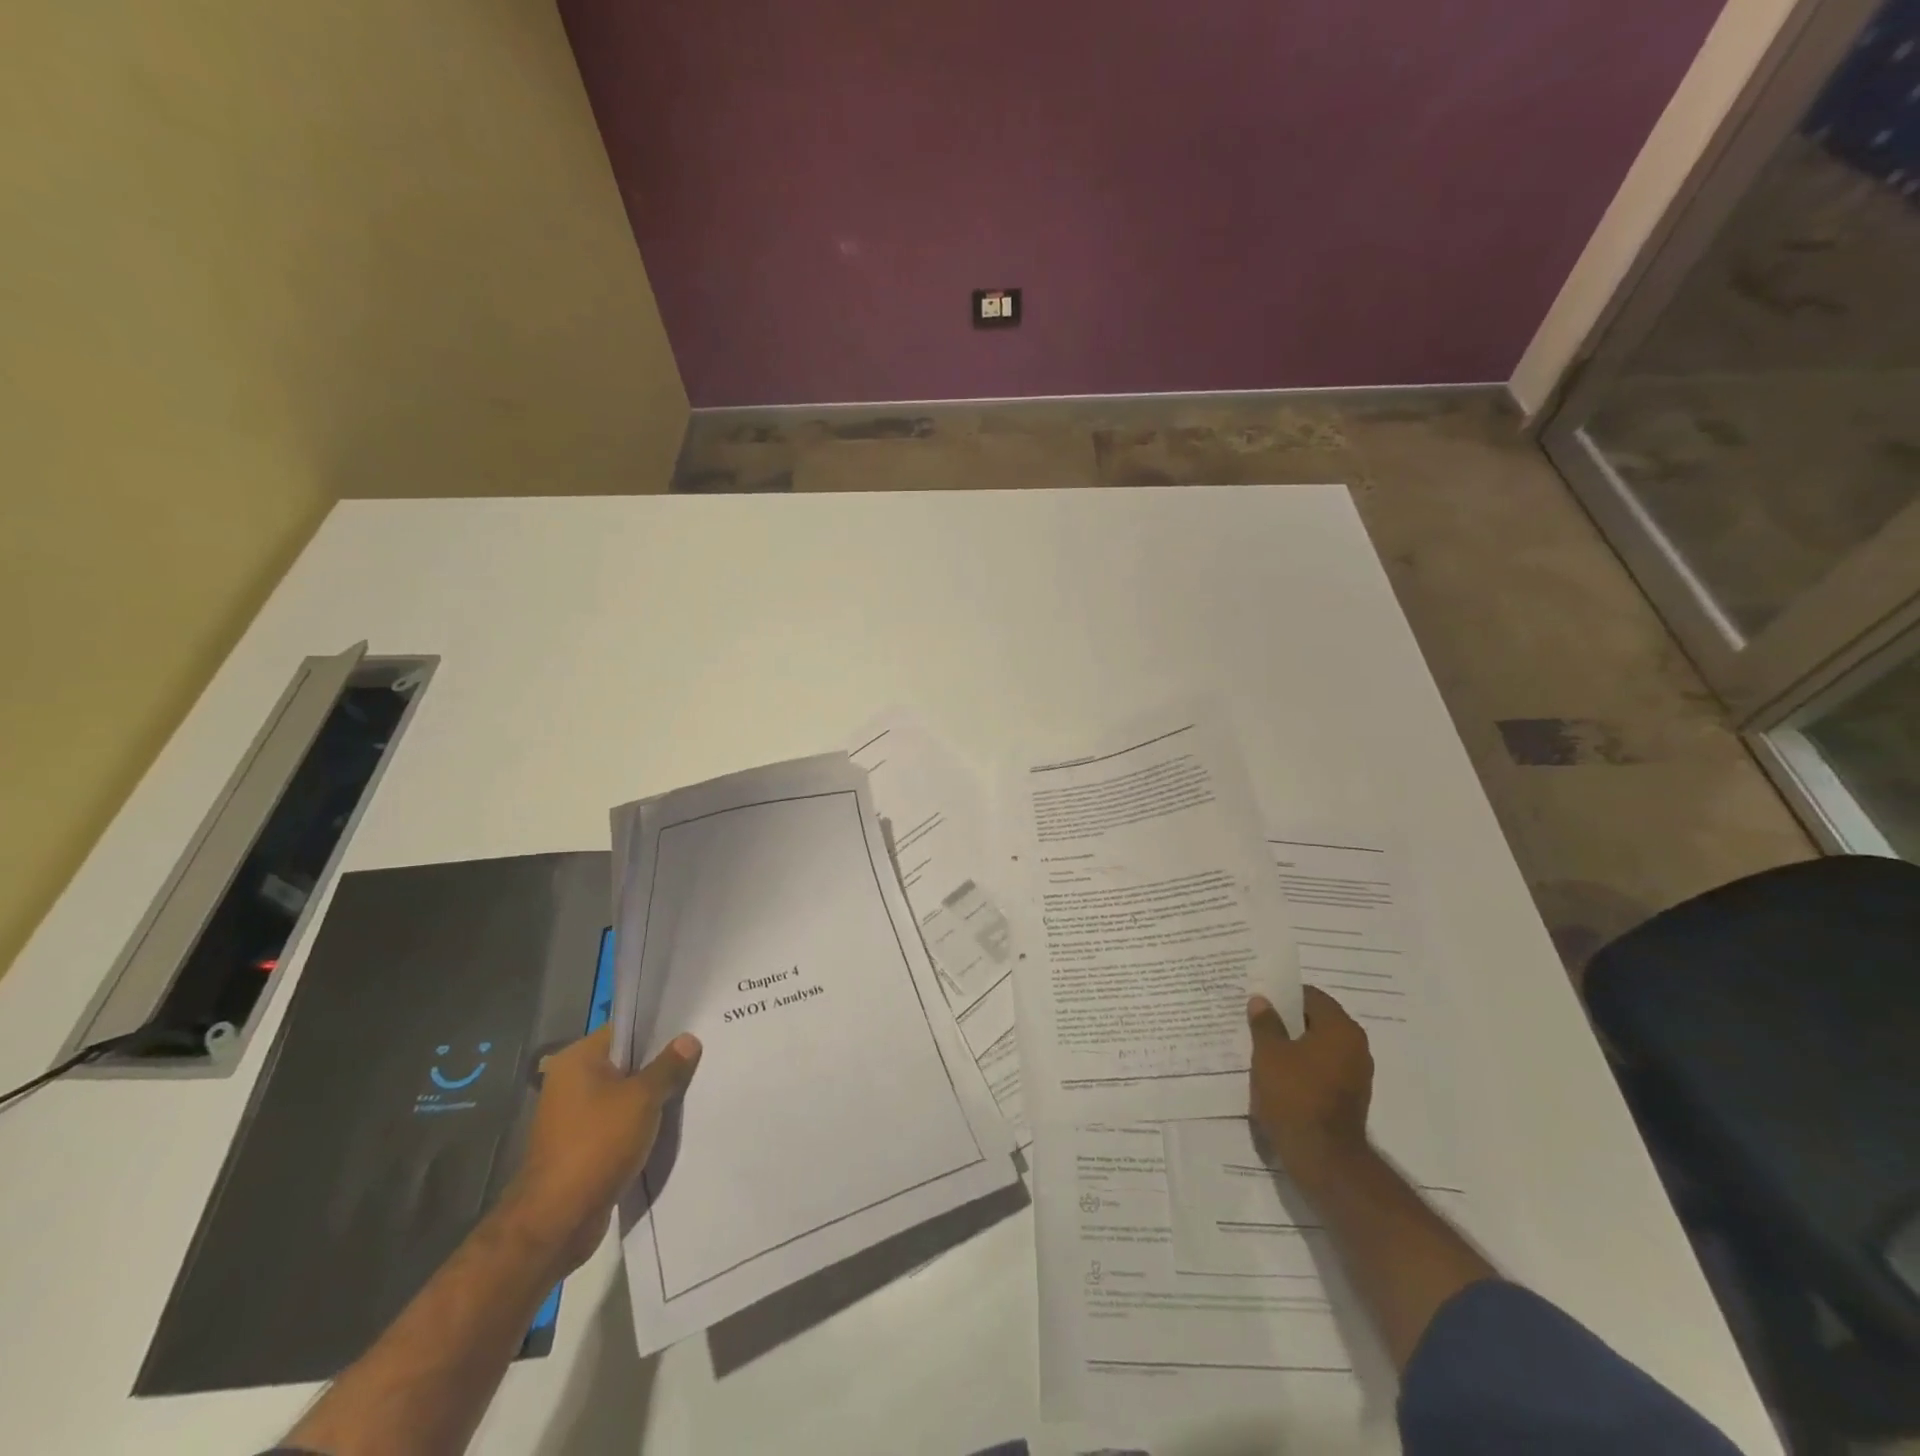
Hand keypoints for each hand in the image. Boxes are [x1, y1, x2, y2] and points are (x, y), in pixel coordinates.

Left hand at [501, 1025, 701, 1275]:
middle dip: (659, 1064)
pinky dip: (640, 1122)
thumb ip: (668, 1066)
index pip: (625, 1030)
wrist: (557, 1220)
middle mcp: (570, 1082)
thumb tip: (689, 1039)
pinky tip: (670, 1123)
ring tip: (691, 1087)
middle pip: (625, 1062)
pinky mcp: (581, 1145)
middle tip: (699, 1057)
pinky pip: (618, 1122)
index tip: (691, 1029)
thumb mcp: (642, 1099)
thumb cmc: (598, 1144)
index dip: (658, 1029)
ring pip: (624, 1094)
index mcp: (577, 1060)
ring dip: (652, 1096)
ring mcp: (573, 1116)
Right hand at [1247, 986, 1372, 1179]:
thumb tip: (1262, 1001)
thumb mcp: (1269, 1053)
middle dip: (1287, 1020)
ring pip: (1319, 1047)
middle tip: (1257, 1019)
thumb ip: (1265, 1023)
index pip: (1311, 996)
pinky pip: (1322, 1069)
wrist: (1322, 1157)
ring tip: (1263, 1047)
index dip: (1284, 995)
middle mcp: (1355, 1047)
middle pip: (1317, 1021)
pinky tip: (1278, 1073)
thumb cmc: (1294, 1095)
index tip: (1260, 998)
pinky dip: (1303, 1066)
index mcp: (1340, 1029)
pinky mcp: (1350, 1097)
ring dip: (1294, 1045)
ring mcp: (1356, 1074)